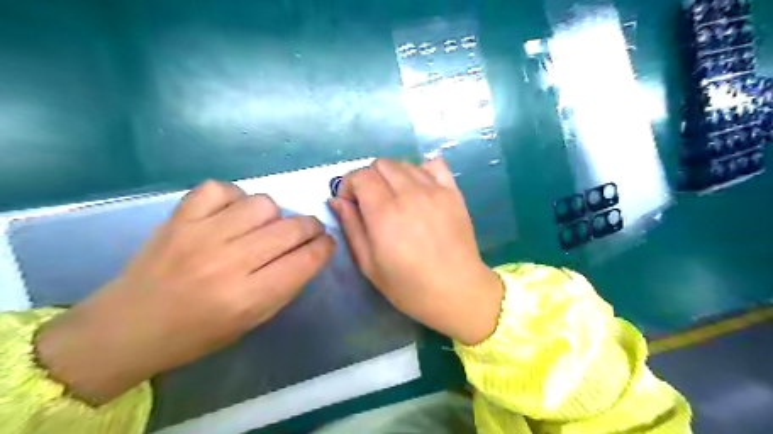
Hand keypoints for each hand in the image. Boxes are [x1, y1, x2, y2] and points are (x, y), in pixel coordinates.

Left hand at [34, 180, 331, 403]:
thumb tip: (310, 252)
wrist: (128, 327)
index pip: (306, 260)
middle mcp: (228, 263)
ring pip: (263, 203)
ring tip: (264, 226)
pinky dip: (234, 197)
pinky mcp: (179, 217)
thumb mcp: (252, 321)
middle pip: (291, 228)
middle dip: (311, 227)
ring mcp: (201, 235)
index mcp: (248, 297)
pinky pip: (222, 189)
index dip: (325, 247)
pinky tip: (232, 214)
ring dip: (274, 215)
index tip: (327, 243)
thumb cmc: (197, 333)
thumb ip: (285, 285)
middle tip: (308, 231)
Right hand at [330, 160, 504, 345]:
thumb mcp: (369, 264)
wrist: (457, 290)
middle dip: (368, 178)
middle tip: (370, 201)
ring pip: (404, 163)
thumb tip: (336, 200)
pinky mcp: (453, 192)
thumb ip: (351, 227)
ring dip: (392, 175)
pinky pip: (434, 165)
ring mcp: (434, 190)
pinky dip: (420, 170)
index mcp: (385, 213)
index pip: (361, 176)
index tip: (350, 202)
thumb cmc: (409, 286)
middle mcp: (409, 194)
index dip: (348, 184)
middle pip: (381, 164)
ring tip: (395, 197)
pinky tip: (419, 188)